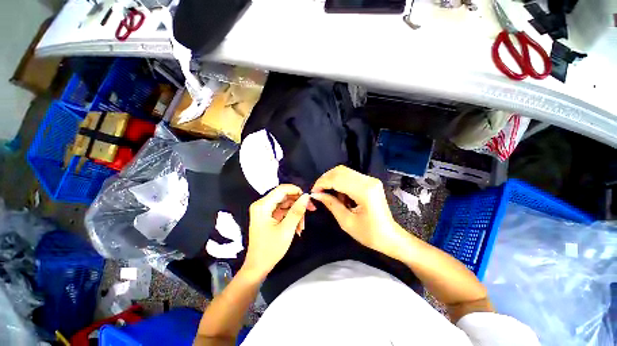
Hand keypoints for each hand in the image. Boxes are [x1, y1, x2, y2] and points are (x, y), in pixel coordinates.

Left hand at [243, 184, 311, 277]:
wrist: (258, 267)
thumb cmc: (271, 249)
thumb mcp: (287, 229)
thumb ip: (297, 210)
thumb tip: (306, 196)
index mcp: (263, 205)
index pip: (281, 189)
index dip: (296, 190)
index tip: (308, 198)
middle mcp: (262, 205)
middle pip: (284, 196)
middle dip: (298, 203)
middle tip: (311, 209)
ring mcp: (265, 210)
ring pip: (285, 204)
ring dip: (296, 212)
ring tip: (302, 225)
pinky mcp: (268, 216)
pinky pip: (283, 211)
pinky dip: (291, 217)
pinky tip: (298, 227)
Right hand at [311, 165, 404, 256]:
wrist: (390, 237)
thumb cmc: (369, 234)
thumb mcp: (346, 222)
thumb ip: (331, 204)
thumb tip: (316, 194)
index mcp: (364, 191)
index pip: (337, 179)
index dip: (322, 183)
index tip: (313, 192)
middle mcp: (368, 181)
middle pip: (340, 171)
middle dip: (325, 179)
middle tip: (318, 191)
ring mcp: (370, 179)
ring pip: (344, 171)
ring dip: (332, 180)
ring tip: (327, 194)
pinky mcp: (370, 181)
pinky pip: (350, 176)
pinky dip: (340, 182)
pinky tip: (339, 194)